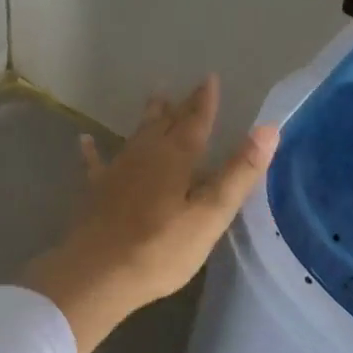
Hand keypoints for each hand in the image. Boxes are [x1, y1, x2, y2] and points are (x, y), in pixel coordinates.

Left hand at [23, 77, 278, 352]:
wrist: (97, 274)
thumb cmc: (161, 249)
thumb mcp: (210, 215)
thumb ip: (239, 173)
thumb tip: (268, 129)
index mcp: (176, 158)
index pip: (196, 122)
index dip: (205, 101)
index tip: (210, 78)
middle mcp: (146, 155)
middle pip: (165, 124)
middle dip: (178, 106)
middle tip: (184, 88)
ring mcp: (118, 172)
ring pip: (136, 136)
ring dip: (148, 118)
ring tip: (154, 98)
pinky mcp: (97, 192)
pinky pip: (96, 163)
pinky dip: (93, 151)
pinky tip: (85, 141)